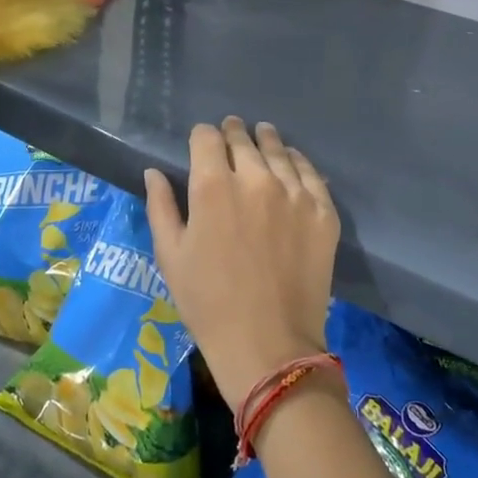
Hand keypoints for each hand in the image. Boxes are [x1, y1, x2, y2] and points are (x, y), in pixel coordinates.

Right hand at [143, 117, 339, 412]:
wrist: (268, 344)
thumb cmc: (208, 303)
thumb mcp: (171, 255)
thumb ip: (160, 206)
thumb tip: (154, 172)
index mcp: (212, 186)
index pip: (206, 137)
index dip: (202, 136)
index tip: (202, 143)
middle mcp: (255, 178)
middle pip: (243, 139)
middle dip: (233, 133)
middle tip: (232, 134)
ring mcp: (294, 193)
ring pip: (279, 150)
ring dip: (266, 141)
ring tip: (262, 135)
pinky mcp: (323, 211)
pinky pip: (311, 173)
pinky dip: (298, 162)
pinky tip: (292, 162)